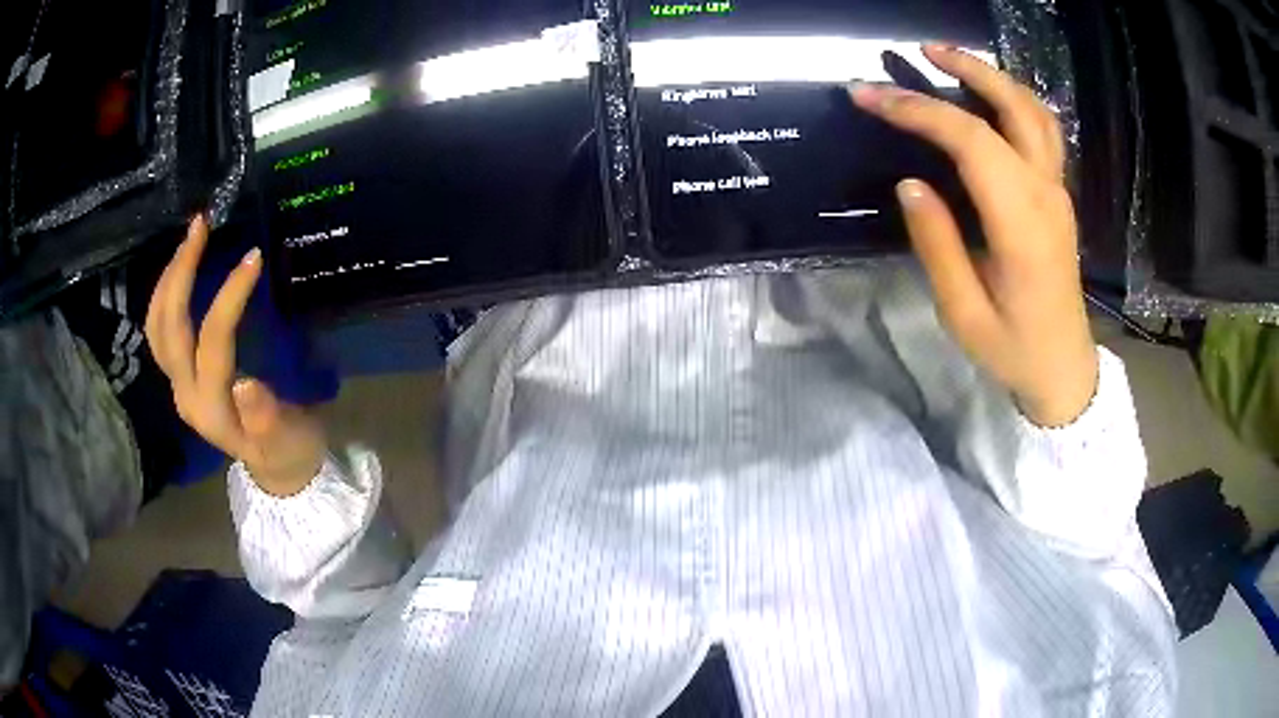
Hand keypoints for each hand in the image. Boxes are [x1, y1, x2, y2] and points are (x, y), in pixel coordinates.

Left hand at [145, 215, 325, 495]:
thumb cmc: (288, 450)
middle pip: (168, 328)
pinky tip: (181, 269)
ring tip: (190, 237)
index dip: (228, 296)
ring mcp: (178, 384)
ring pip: (156, 326)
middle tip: (201, 226)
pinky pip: (160, 330)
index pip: (212, 340)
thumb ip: (267, 419)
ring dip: (168, 278)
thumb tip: (247, 385)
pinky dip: (165, 294)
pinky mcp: (179, 376)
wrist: (275, 468)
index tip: (254, 257)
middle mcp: (185, 393)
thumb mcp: (288, 439)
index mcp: (211, 408)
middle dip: (181, 273)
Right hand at [851, 45, 1098, 426]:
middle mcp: (1046, 194)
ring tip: (952, 60)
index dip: (917, 110)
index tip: (868, 95)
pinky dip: (1014, 99)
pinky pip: (1043, 130)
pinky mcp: (1058, 196)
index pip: (970, 141)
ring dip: (994, 76)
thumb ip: (937, 244)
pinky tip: (989, 96)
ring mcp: (1057, 192)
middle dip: (967, 69)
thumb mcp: (964, 313)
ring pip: (1034, 112)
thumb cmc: (1013, 348)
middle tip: (922, 50)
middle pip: (1013, 107)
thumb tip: (909, 183)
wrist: (1064, 367)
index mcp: (1022, 224)